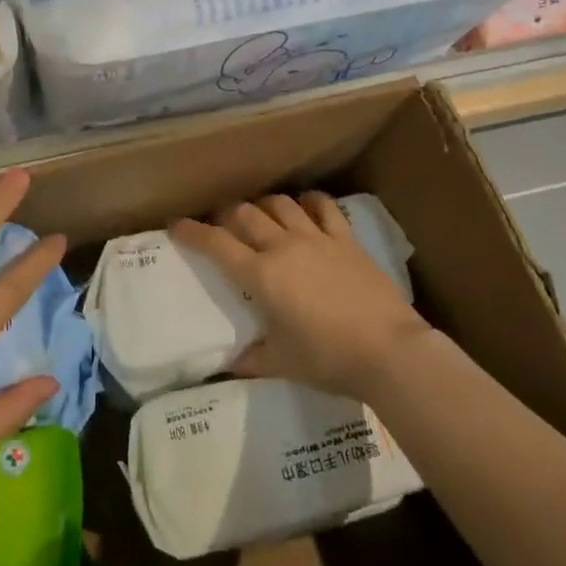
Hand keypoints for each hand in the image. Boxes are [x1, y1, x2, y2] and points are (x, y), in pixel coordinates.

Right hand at [172, 191, 427, 401]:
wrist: (389, 351)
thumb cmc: (328, 360)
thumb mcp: (282, 364)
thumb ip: (251, 359)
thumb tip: (229, 363)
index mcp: (261, 275)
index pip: (216, 244)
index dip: (192, 232)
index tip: (176, 225)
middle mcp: (283, 247)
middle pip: (245, 214)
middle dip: (226, 214)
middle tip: (221, 223)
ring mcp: (316, 238)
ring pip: (280, 204)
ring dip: (263, 205)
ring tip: (259, 213)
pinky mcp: (346, 239)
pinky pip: (323, 207)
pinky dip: (309, 201)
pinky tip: (304, 205)